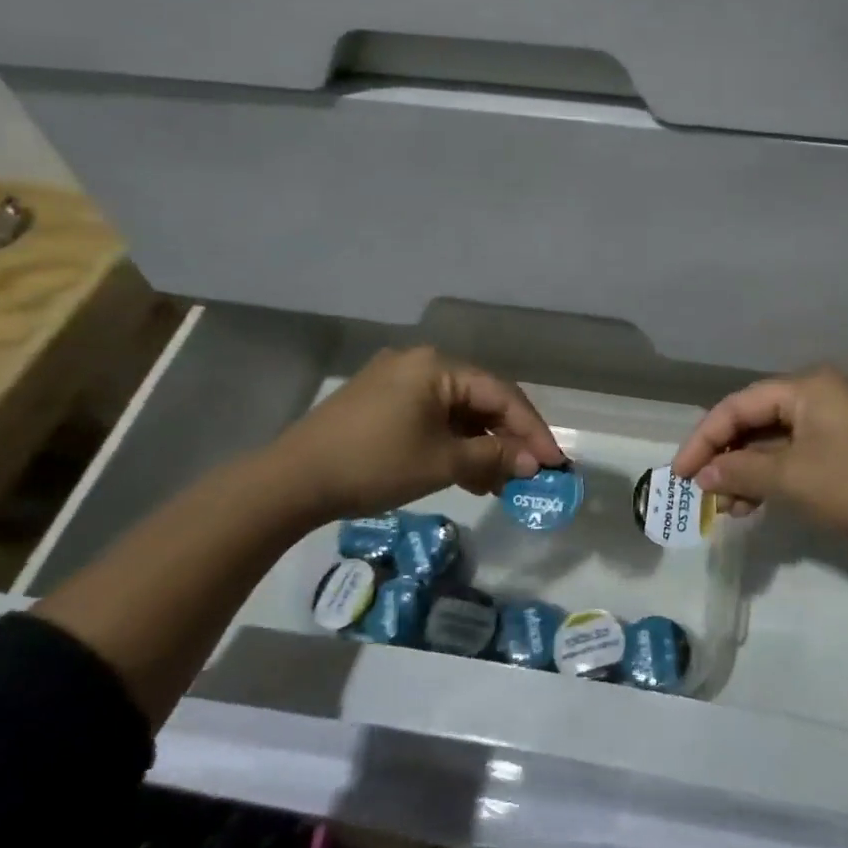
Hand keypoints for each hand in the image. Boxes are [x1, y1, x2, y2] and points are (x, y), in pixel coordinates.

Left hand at [255, 346, 566, 525]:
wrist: (291, 481)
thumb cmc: (374, 464)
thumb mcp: (442, 463)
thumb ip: (493, 459)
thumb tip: (533, 463)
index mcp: (437, 366)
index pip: (501, 394)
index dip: (532, 429)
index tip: (555, 462)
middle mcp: (421, 364)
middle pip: (480, 400)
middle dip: (507, 440)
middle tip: (530, 474)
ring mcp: (398, 382)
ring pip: (457, 412)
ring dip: (481, 446)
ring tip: (500, 484)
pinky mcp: (382, 403)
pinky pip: (432, 419)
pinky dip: (453, 445)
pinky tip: (467, 475)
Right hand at [671, 366, 847, 544]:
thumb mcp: (793, 479)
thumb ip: (742, 472)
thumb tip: (704, 476)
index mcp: (805, 387)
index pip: (737, 406)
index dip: (703, 439)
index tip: (680, 474)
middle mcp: (818, 394)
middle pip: (755, 420)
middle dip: (726, 457)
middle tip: (703, 491)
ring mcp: (836, 420)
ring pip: (776, 441)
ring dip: (748, 471)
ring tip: (730, 508)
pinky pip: (797, 454)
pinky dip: (774, 476)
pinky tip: (759, 504)